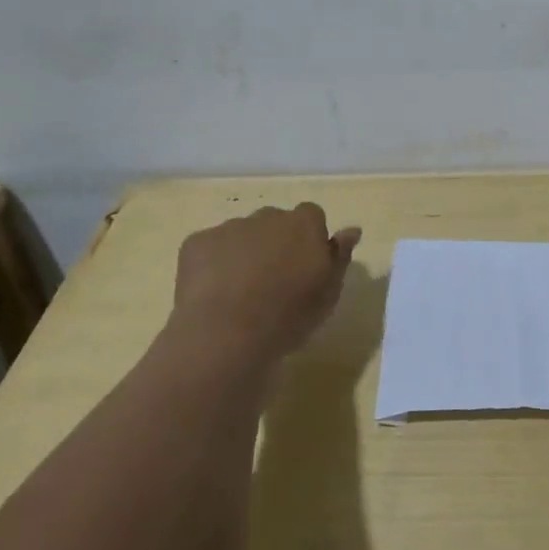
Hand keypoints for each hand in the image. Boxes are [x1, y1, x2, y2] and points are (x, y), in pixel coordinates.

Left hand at [171, 204, 361, 368]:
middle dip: (275, 243)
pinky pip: (210, 248)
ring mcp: (229, 227)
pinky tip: (214, 294)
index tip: (305, 267)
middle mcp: (268, 216)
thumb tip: (352, 229)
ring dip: (244, 253)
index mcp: (304, 224)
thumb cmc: (290, 315)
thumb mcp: (329, 292)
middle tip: (273, 282)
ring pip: (241, 234)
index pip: (312, 216)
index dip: (309, 239)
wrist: (227, 334)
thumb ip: (340, 256)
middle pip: (275, 222)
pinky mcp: (196, 243)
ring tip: (240, 293)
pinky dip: (213, 264)